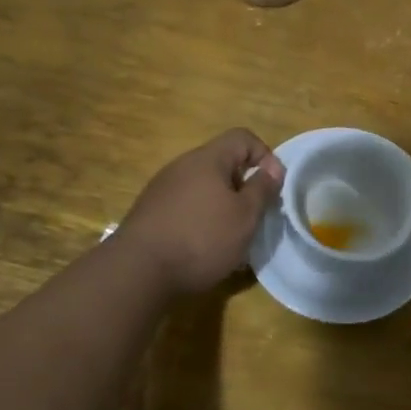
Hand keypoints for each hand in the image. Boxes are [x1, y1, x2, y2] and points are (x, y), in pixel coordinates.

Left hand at [116, 129, 285, 295]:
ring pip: (203, 186)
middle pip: (222, 163)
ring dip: (222, 205)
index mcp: (207, 159)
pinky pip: (185, 205)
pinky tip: (202, 247)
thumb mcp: (245, 216)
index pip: (243, 137)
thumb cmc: (201, 238)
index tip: (272, 187)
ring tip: (229, 236)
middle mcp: (182, 165)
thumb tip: (273, 168)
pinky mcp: (150, 212)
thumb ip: (262, 189)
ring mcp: (162, 188)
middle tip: (253, 215)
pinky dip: (200, 218)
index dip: (265, 155)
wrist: (137, 272)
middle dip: (243, 185)